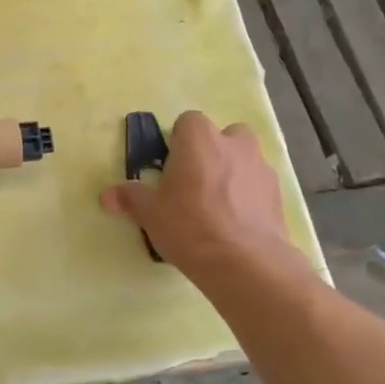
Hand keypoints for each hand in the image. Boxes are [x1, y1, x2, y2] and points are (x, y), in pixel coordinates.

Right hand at [99, 111, 310, 285]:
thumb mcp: (150, 214)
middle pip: (223, 135)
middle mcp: (233, 144)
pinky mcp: (278, 193)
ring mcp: (260, 167)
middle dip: (211, 152)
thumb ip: (131, 198)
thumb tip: (106, 195)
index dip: (179, 142)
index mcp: (199, 140)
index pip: (188, 121)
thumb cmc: (189, 226)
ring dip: (233, 172)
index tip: (171, 167)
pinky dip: (249, 195)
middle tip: (195, 183)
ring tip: (218, 206)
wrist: (245, 262)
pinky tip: (237, 223)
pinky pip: (258, 185)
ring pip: (244, 159)